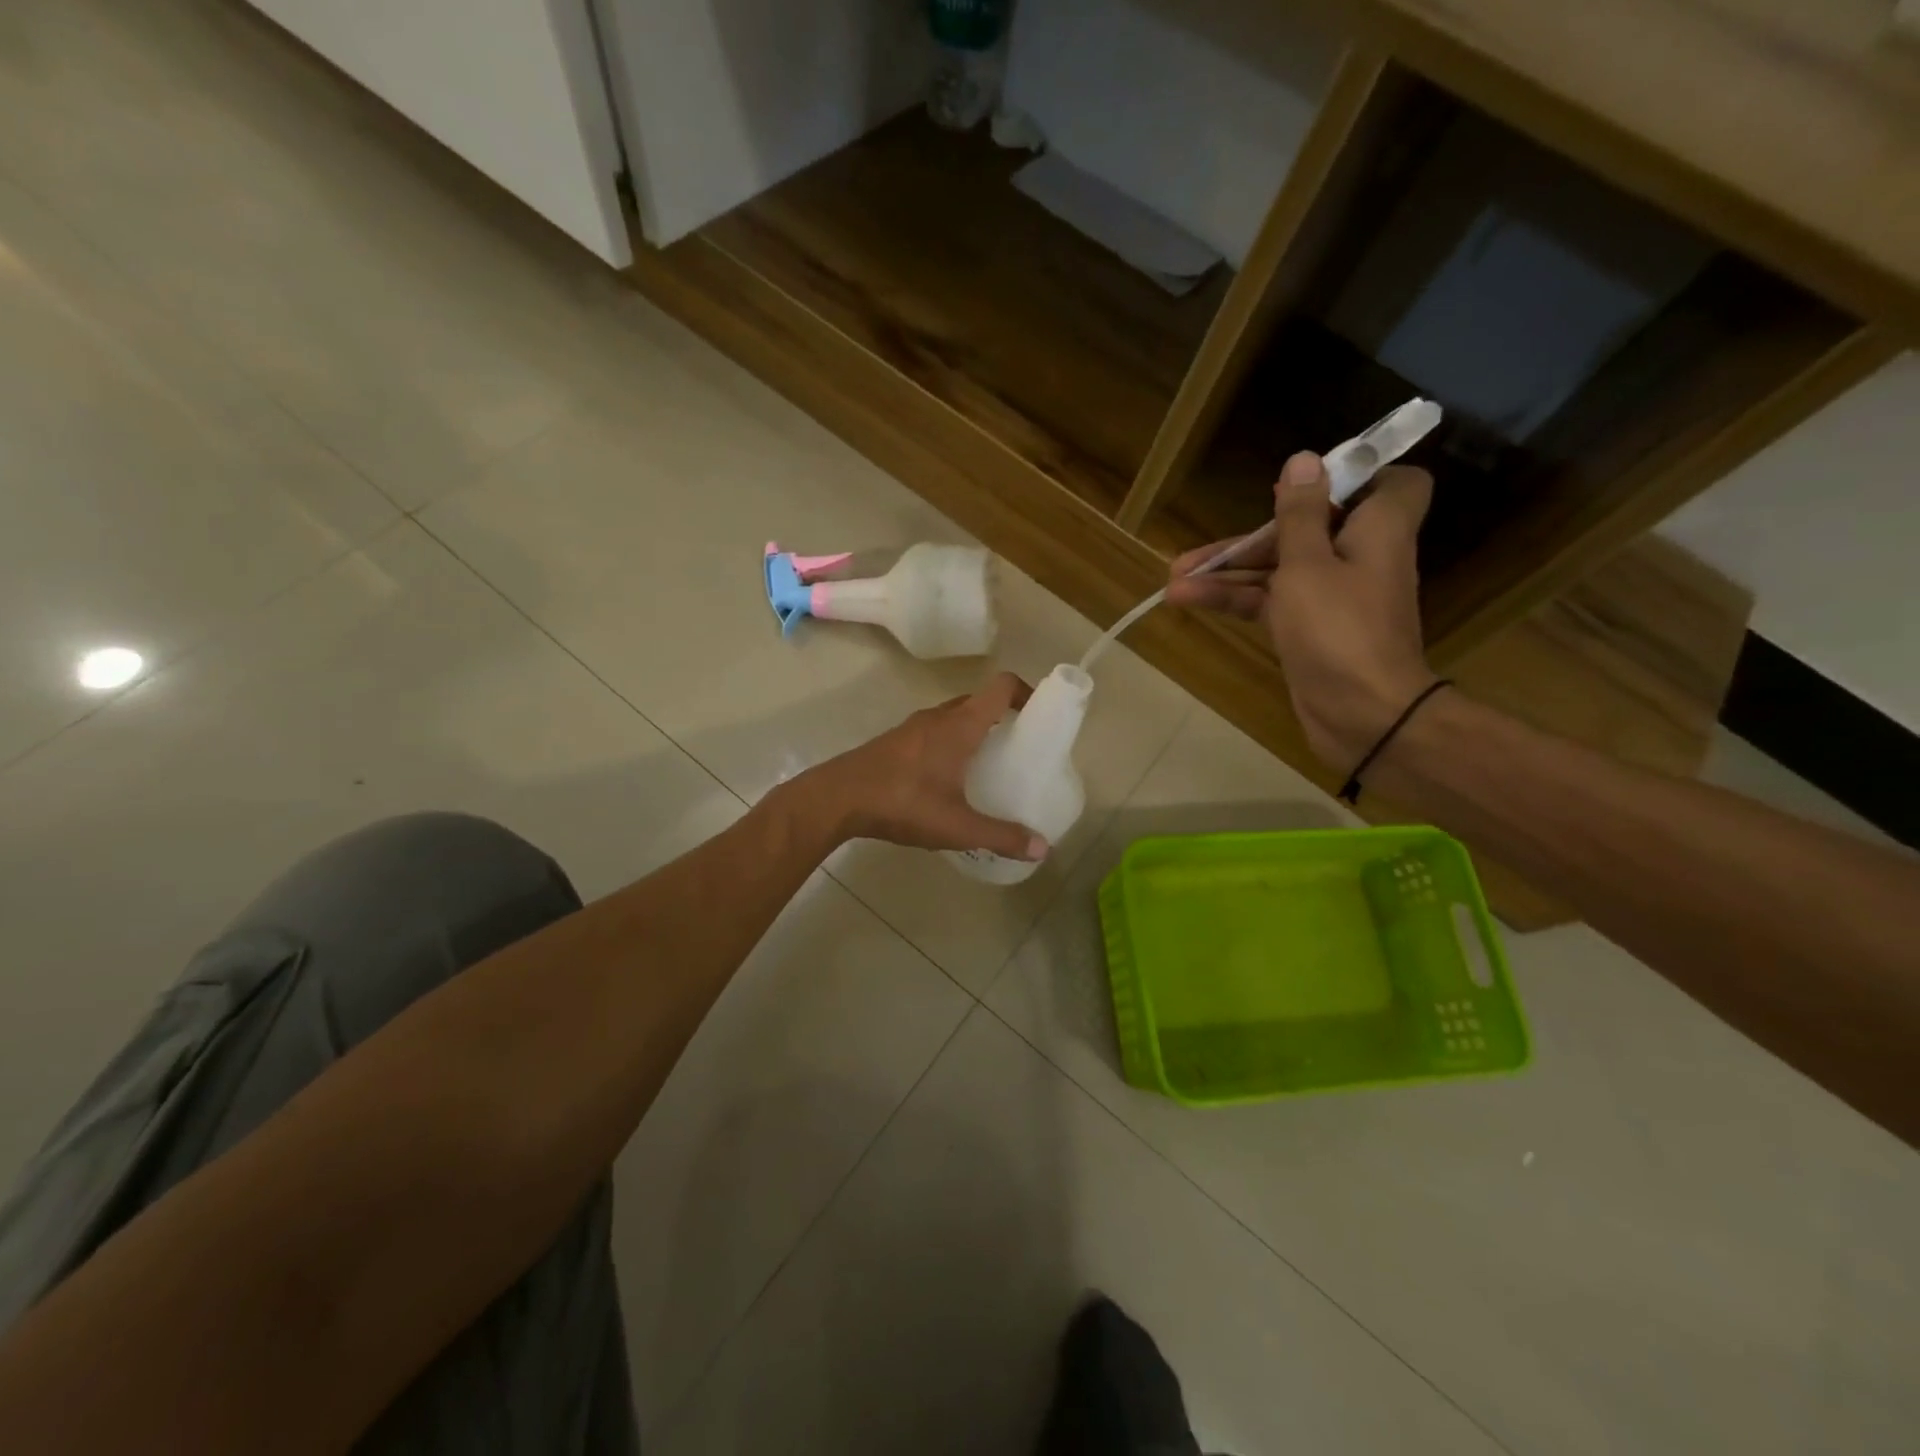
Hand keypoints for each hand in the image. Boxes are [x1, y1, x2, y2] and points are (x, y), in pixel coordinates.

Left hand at [798, 672, 1047, 859]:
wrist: (837, 798)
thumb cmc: (903, 802)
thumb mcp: (957, 825)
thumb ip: (1001, 836)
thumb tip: (1042, 849)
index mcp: (961, 725)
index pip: (1001, 686)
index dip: (1027, 691)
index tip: (1042, 713)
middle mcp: (939, 717)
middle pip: (980, 700)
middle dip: (1004, 716)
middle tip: (1020, 746)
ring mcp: (914, 727)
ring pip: (954, 716)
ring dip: (975, 730)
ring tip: (990, 764)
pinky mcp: (896, 742)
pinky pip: (935, 731)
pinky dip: (951, 742)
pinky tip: (950, 778)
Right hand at [1165, 451, 1439, 769]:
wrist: (1362, 715)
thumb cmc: (1339, 629)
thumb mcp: (1308, 564)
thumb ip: (1300, 515)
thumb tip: (1303, 460)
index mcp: (1376, 529)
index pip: (1393, 483)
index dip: (1355, 475)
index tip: (1308, 483)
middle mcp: (1358, 556)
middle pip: (1306, 529)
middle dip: (1251, 536)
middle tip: (1200, 551)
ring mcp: (1332, 596)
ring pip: (1280, 568)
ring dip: (1229, 571)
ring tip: (1173, 578)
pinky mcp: (1309, 629)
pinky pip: (1270, 601)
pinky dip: (1234, 599)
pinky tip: (1187, 600)